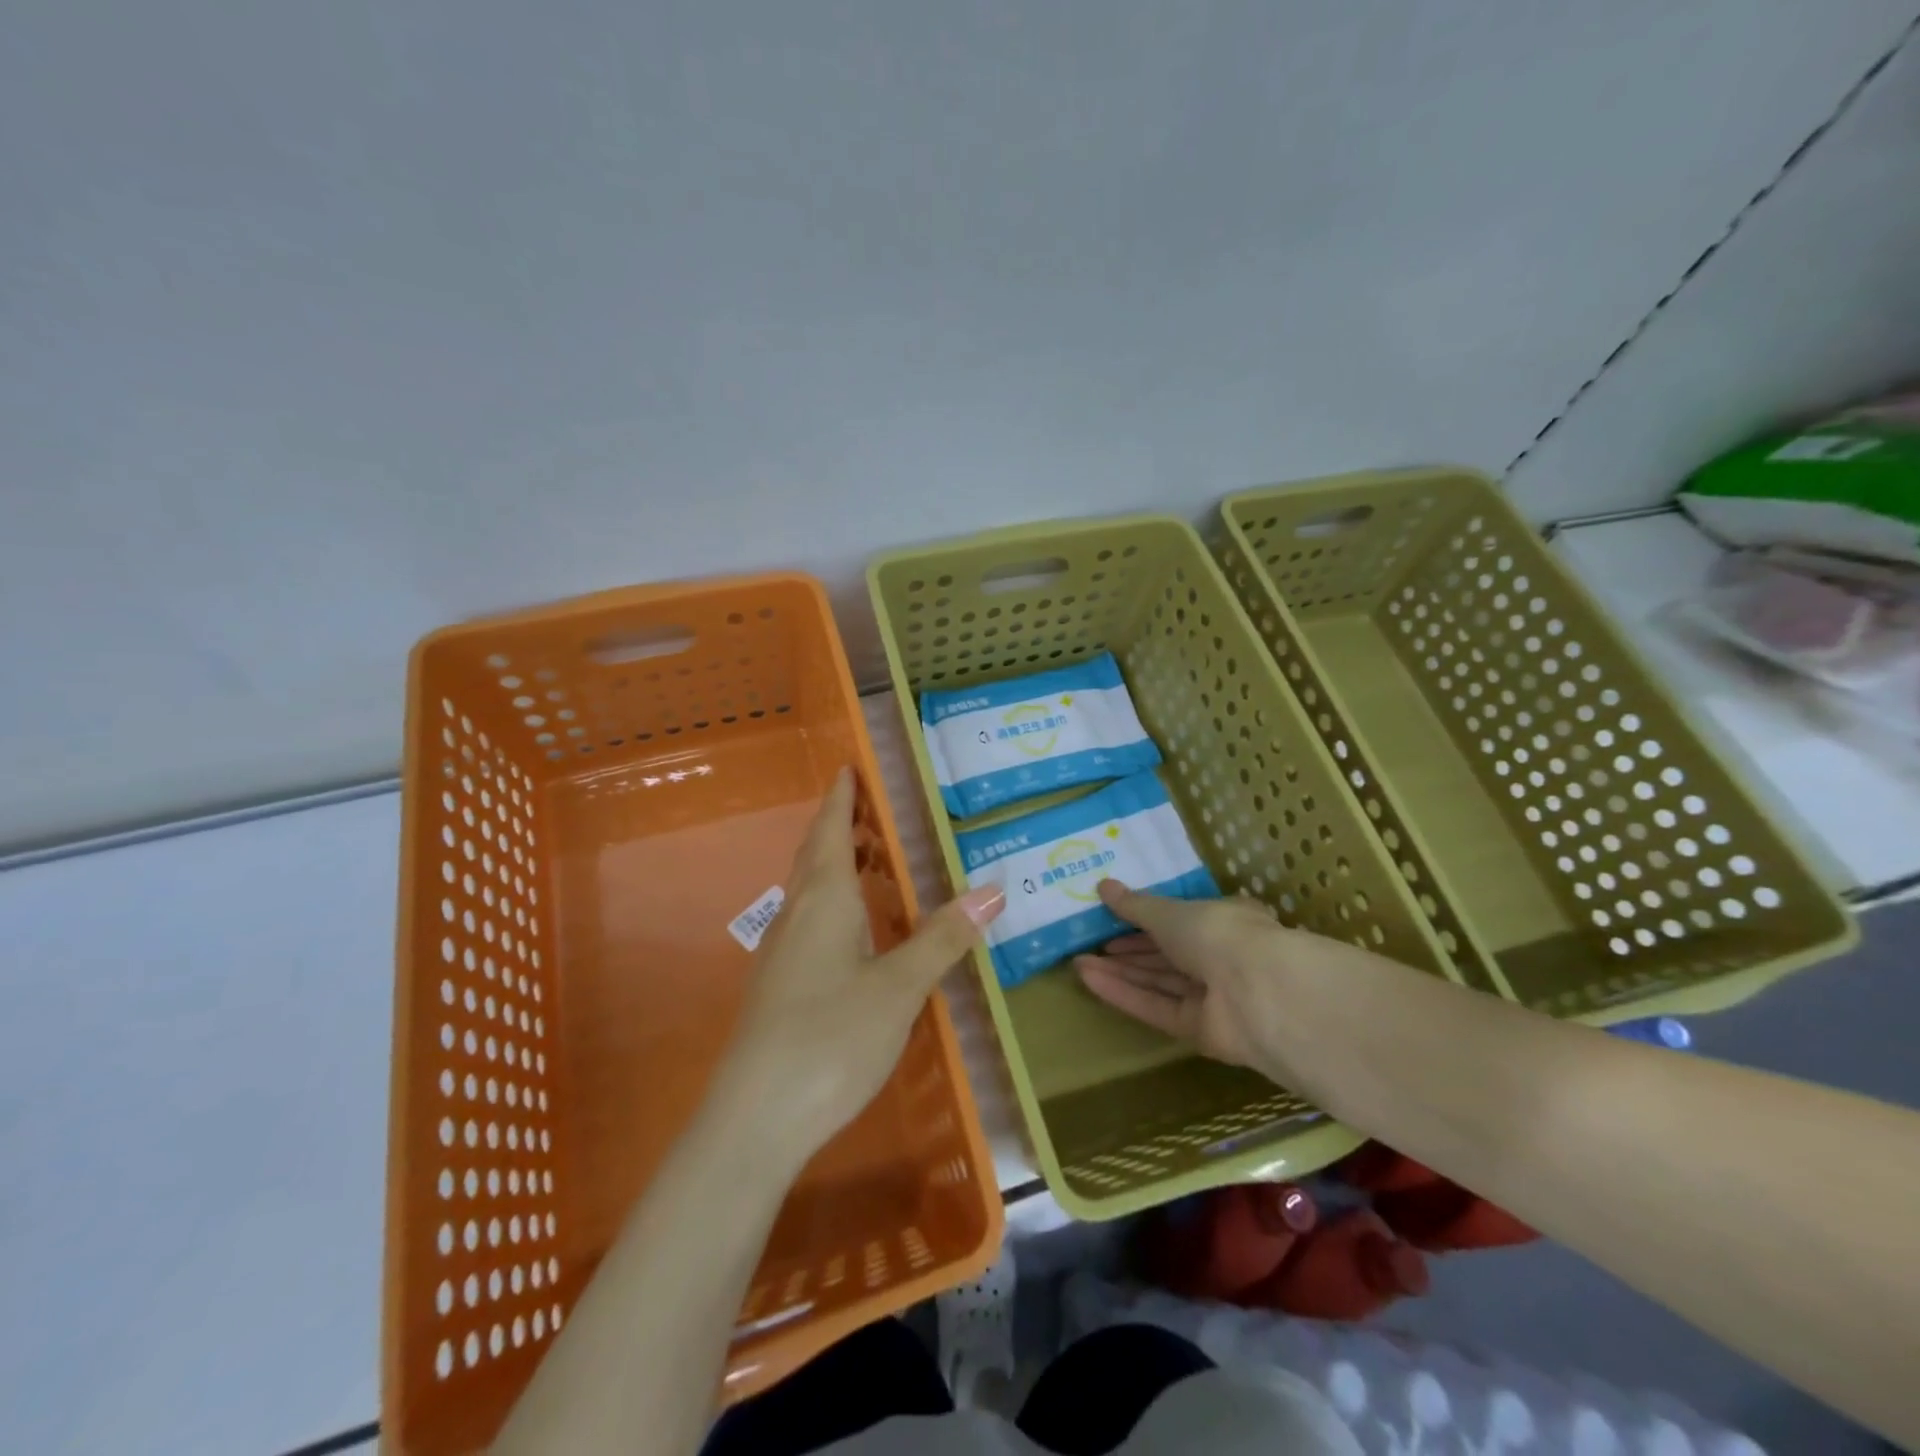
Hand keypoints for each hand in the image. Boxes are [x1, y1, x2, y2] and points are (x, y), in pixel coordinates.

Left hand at [718, 768, 1003, 1159]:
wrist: (754, 1119)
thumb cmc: (831, 1038)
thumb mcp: (900, 987)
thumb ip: (943, 938)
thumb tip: (993, 890)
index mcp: (824, 900)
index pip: (830, 831)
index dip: (841, 798)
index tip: (847, 767)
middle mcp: (796, 915)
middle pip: (815, 855)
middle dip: (839, 826)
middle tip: (869, 808)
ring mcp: (781, 952)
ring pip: (808, 890)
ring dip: (834, 864)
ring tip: (868, 858)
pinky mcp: (778, 985)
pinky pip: (808, 921)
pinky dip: (832, 902)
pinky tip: (852, 929)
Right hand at [1071, 880, 1284, 1067]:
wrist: (1258, 992)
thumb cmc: (1218, 933)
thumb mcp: (1169, 912)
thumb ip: (1135, 905)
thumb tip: (1103, 885)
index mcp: (1224, 921)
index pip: (1181, 920)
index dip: (1145, 920)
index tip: (1111, 918)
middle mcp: (1220, 958)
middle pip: (1166, 955)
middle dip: (1128, 950)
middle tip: (1089, 944)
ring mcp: (1213, 997)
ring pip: (1159, 982)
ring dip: (1120, 972)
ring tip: (1077, 962)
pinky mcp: (1201, 1030)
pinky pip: (1157, 1007)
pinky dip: (1125, 994)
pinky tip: (1090, 980)